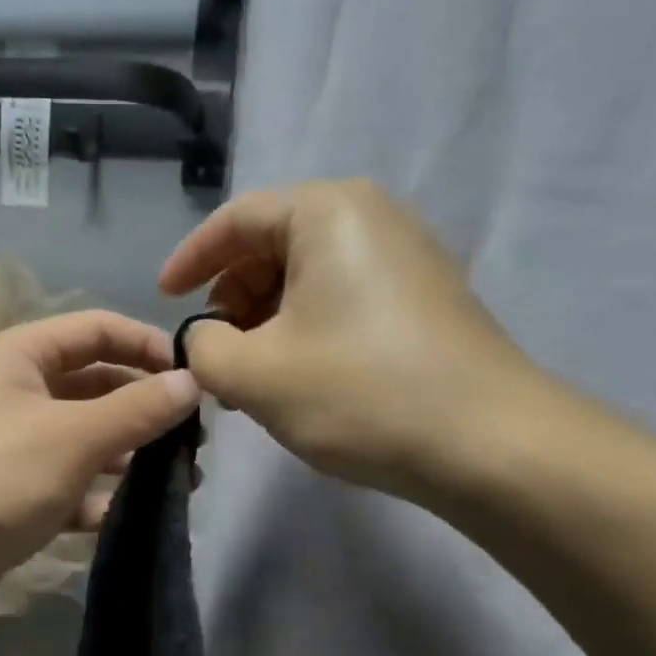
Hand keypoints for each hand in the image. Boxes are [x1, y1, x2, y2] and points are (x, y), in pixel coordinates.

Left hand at [0, 309, 200, 581]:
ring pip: (84, 439)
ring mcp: (9, 447)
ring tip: (179, 483)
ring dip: (129, 456)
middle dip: (144, 408)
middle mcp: (13, 393)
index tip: (195, 379)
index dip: (148, 345)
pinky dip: (97, 497)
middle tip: (194, 442)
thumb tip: (193, 382)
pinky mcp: (7, 497)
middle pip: (94, 385)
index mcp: (20, 356)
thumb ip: (137, 409)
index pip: (97, 329)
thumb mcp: (73, 436)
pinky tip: (130, 516)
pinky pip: (65, 485)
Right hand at [160, 181, 554, 501]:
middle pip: (274, 246)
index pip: (237, 219)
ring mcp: (408, 258)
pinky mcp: (427, 300)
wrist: (490, 445)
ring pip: (309, 279)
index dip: (191, 259)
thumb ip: (204, 347)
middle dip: (233, 299)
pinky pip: (345, 300)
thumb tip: (206, 339)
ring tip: (254, 379)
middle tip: (216, 356)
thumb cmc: (360, 392)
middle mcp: (373, 217)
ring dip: (268, 323)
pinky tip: (301, 380)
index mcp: (328, 211)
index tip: (165, 300)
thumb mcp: (254, 373)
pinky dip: (308, 331)